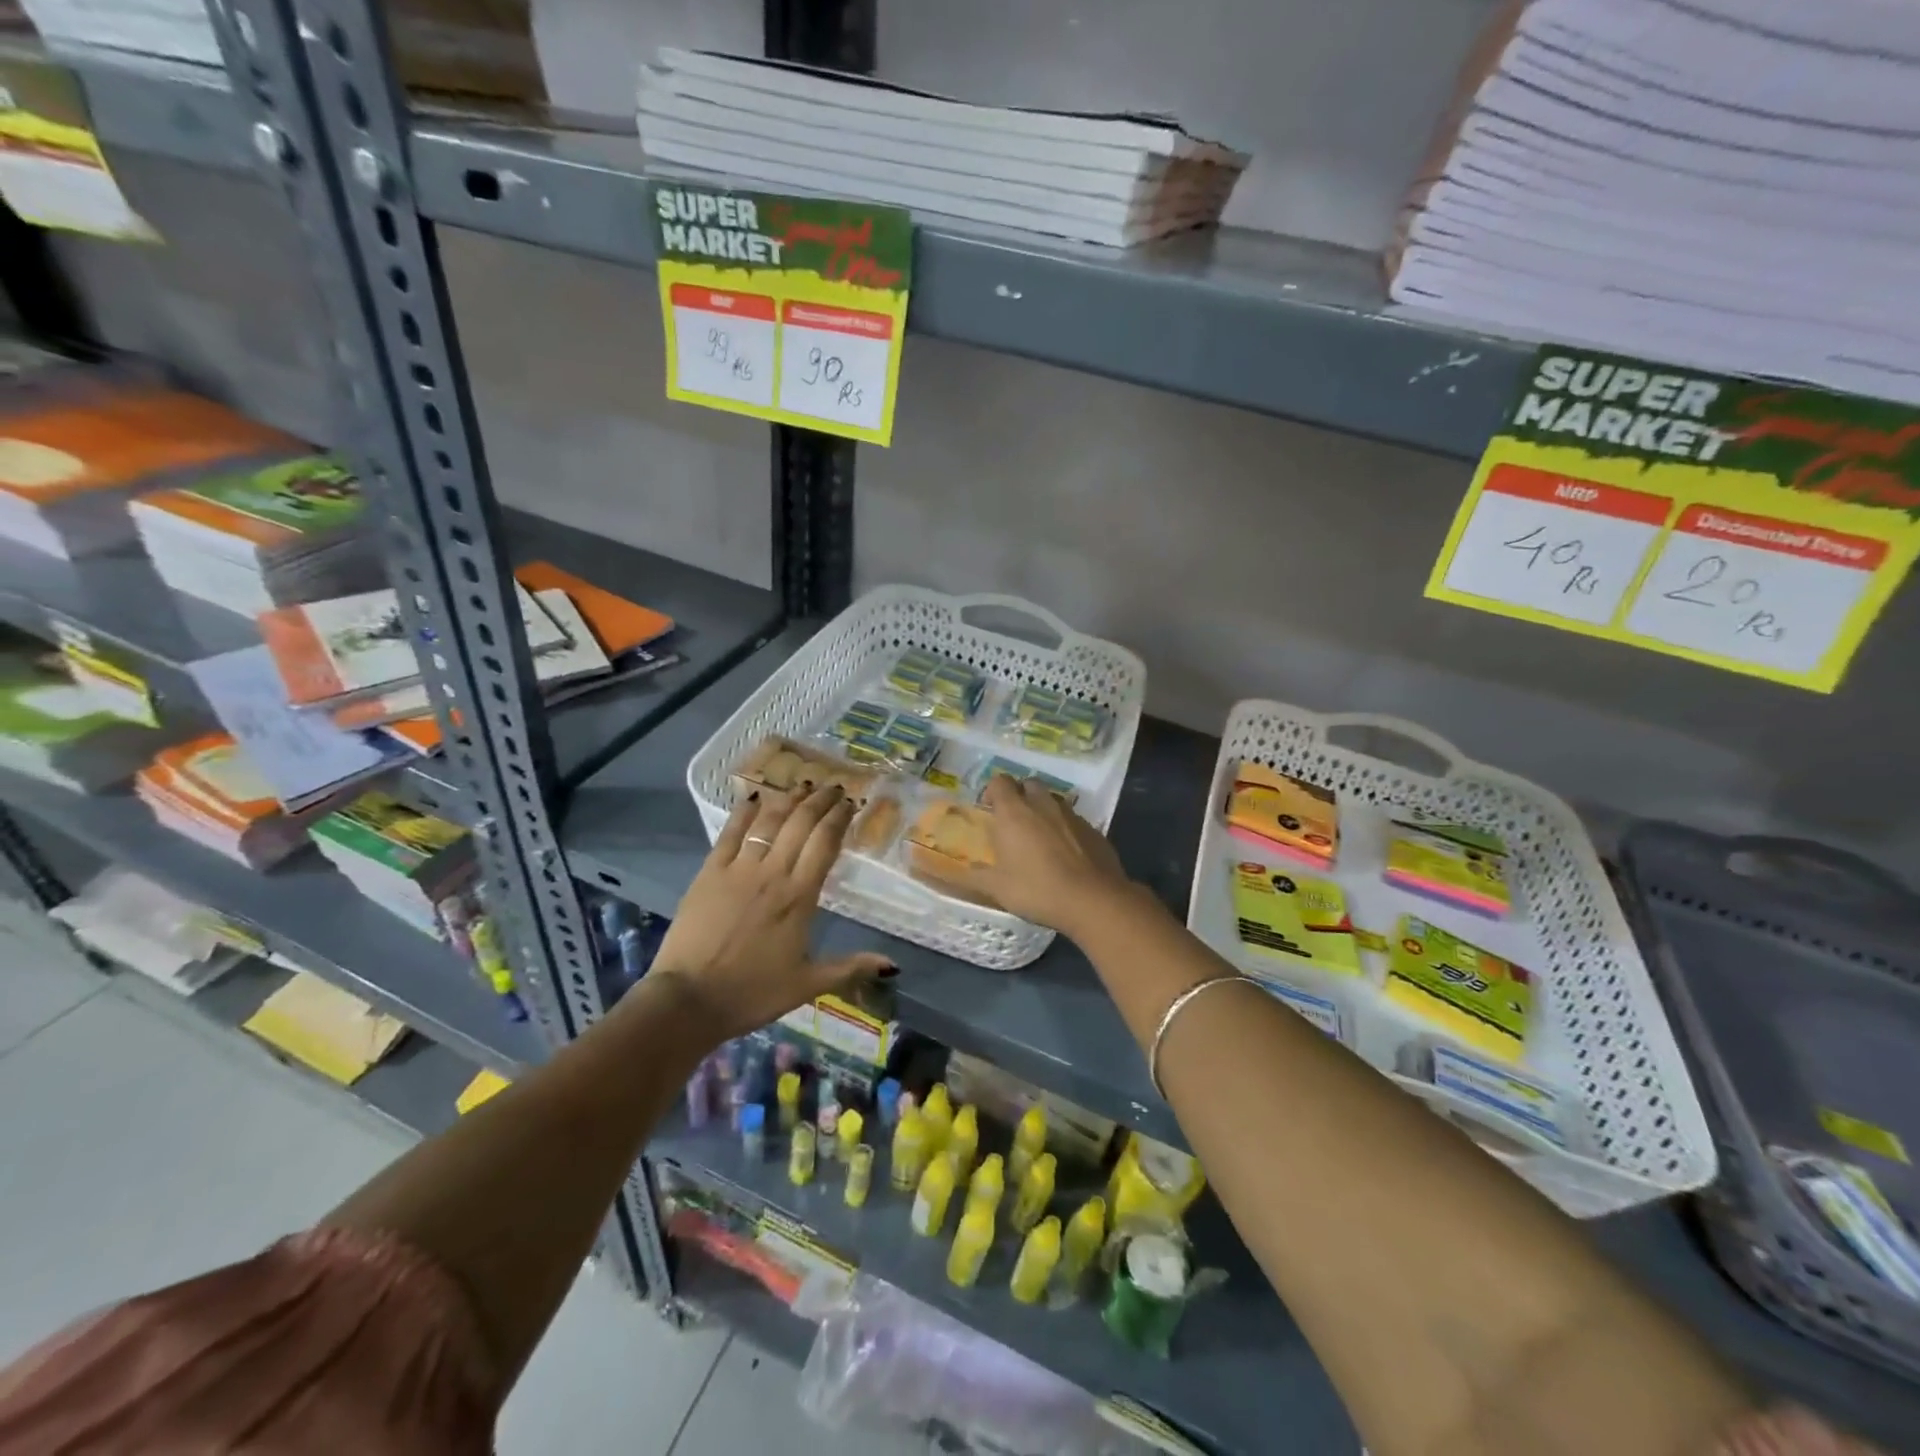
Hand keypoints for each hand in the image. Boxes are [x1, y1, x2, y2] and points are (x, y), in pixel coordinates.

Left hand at [650, 785, 893, 1040]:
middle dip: (820, 801)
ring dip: (788, 799)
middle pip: (800, 824)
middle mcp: (773, 873)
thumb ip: (850, 967)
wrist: (689, 1000)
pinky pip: (730, 832)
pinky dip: (744, 812)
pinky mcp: (709, 872)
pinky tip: (755, 798)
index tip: (851, 803)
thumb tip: (893, 964)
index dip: (839, 818)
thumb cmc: (752, 993)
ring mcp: (738, 869)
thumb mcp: (808, 984)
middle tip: (833, 787)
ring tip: (803, 785)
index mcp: (800, 896)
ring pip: (769, 822)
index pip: (825, 843)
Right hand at [959, 775, 1141, 938]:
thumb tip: (938, 872)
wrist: (1093, 900)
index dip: (992, 791)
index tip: (989, 810)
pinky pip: (1073, 820)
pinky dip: (1065, 829)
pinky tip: (1065, 854)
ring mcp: (1072, 815)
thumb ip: (968, 877)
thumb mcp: (996, 888)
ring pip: (1053, 801)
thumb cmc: (1037, 889)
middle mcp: (1043, 804)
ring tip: (1039, 839)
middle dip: (1020, 796)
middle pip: (1029, 784)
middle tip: (1014, 822)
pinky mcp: (1094, 830)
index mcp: (1015, 812)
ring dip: (1043, 811)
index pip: (1000, 781)